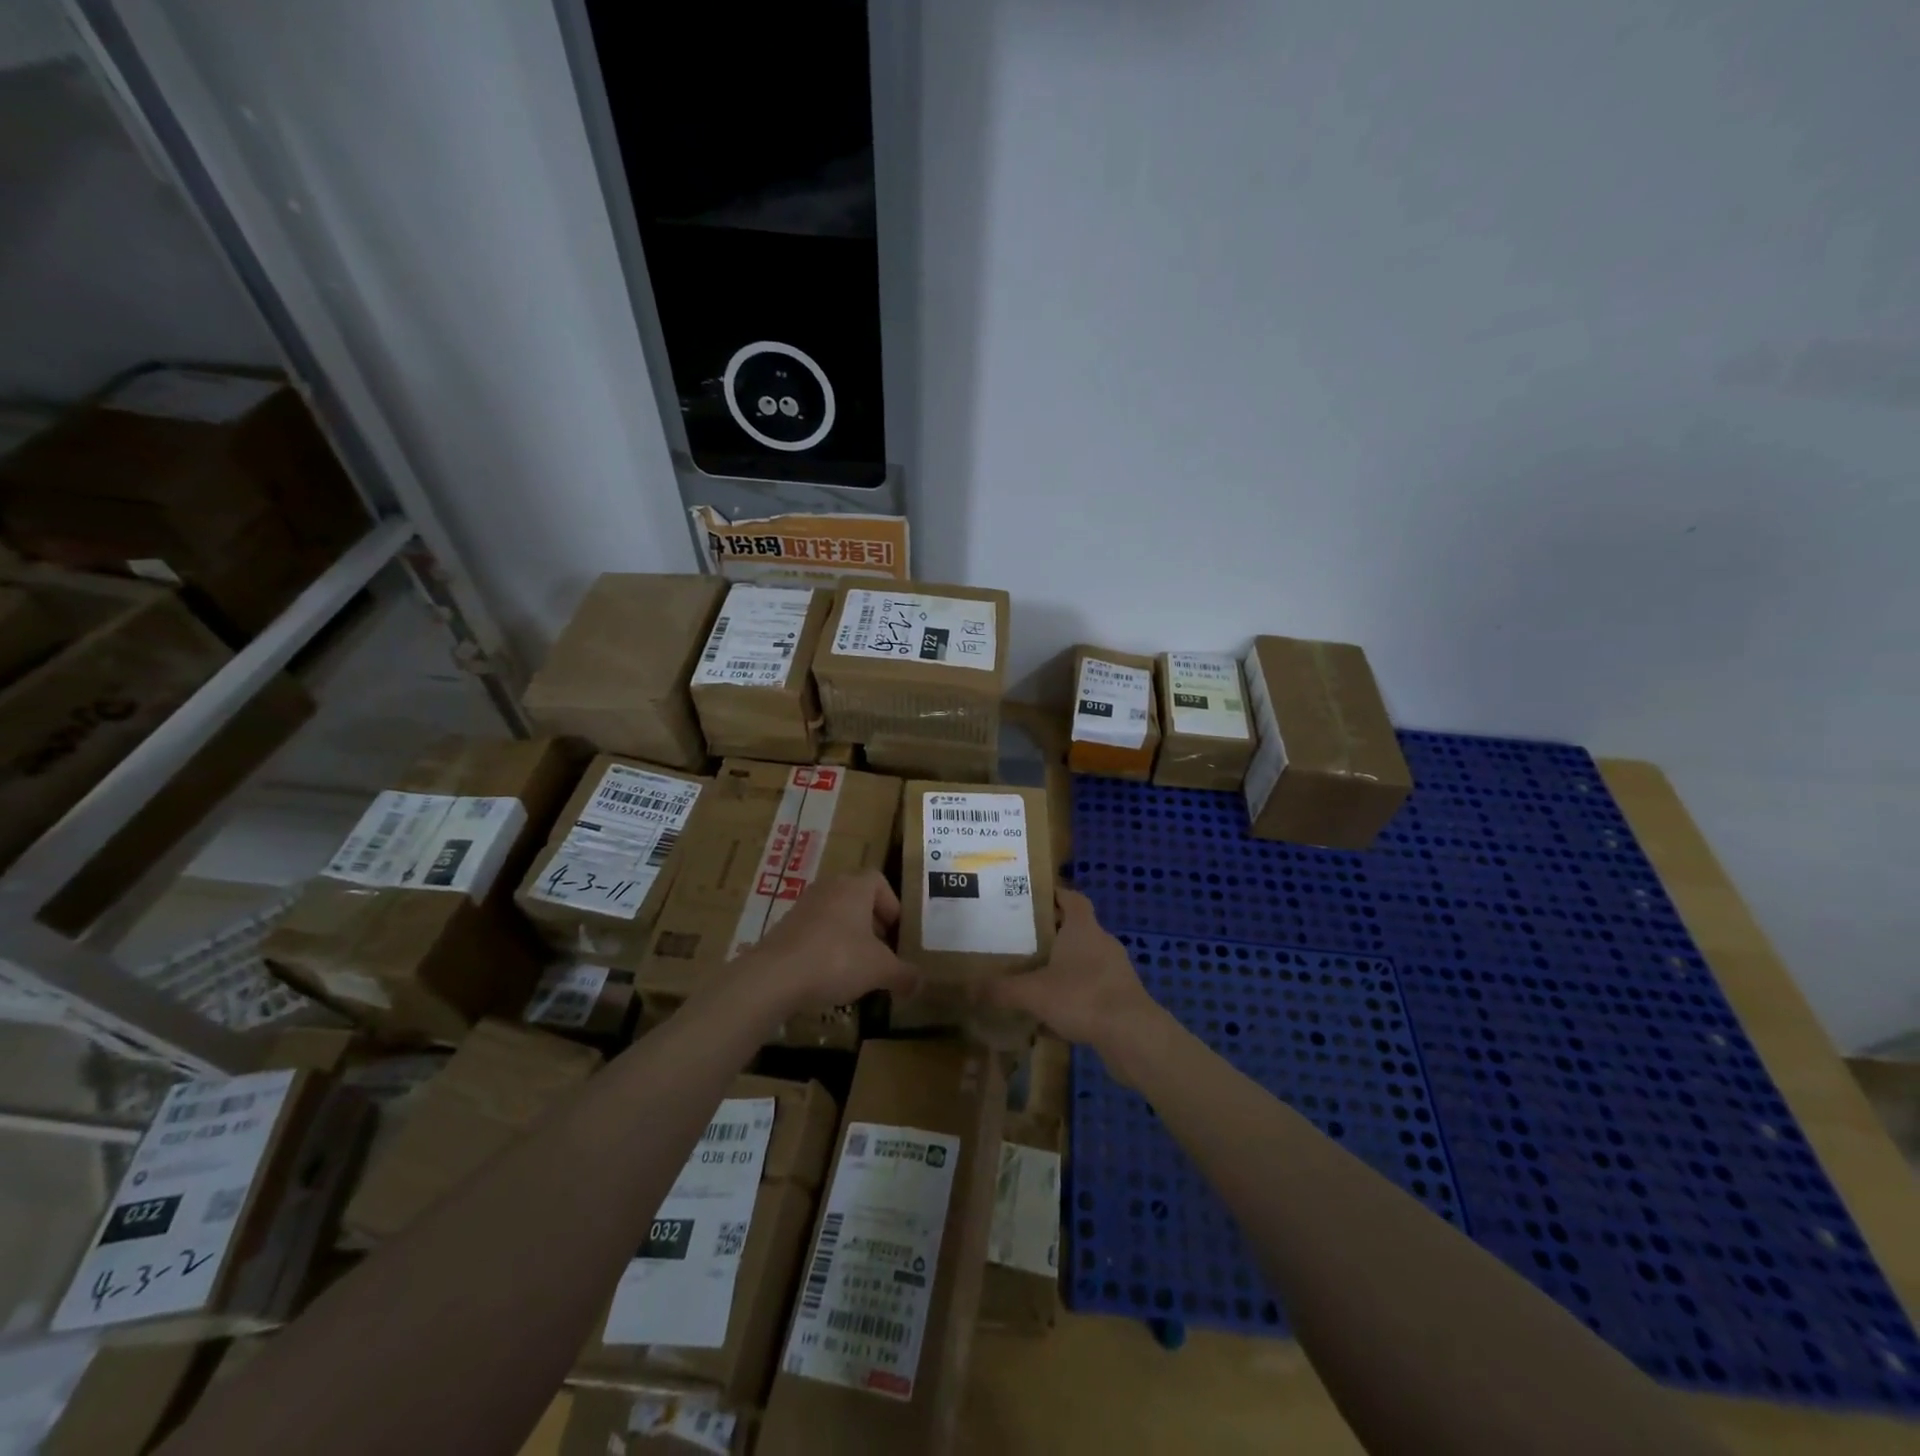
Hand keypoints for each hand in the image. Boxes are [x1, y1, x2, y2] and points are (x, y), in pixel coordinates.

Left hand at [728, 870, 917, 1018]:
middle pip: (856, 898)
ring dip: (848, 936)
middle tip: (881, 951)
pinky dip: (825, 948)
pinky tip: (828, 976)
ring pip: (834, 915)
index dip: (891, 904)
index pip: (878, 881)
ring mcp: (802, 907)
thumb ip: (904, 974)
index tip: (895, 932)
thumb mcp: (880, 970)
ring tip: (856, 967)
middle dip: (871, 923)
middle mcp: (828, 888)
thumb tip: (921, 982)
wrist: (775, 976)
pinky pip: (814, 932)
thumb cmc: (837, 959)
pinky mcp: (784, 928)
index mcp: (854, 887)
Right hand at [981, 889, 1170, 1071]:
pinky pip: (1093, 988)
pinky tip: (1055, 1015)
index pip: (1072, 898)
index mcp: (1083, 928)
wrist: (1133, 1036)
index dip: (1054, 895)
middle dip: (1051, 934)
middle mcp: (1102, 942)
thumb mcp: (1033, 993)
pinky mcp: (1122, 996)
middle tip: (1022, 941)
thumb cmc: (1082, 997)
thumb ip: (1001, 989)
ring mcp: (1116, 970)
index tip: (1031, 899)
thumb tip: (968, 988)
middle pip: (1076, 929)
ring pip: (1085, 960)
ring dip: (1064, 967)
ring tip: (1035, 978)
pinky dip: (1075, 995)